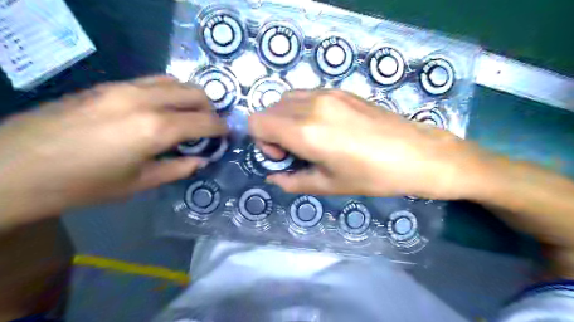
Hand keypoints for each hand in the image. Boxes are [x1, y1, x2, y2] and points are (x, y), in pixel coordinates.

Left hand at [0, 76, 227, 227]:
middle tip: (209, 127)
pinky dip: (169, 92)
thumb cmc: (84, 185)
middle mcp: (146, 100)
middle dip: (210, 109)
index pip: (205, 122)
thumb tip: (202, 159)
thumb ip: (178, 168)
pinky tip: (163, 108)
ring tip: (189, 116)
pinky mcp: (109, 85)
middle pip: (195, 93)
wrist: (14, 167)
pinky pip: (152, 81)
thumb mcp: (140, 183)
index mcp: (156, 129)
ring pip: (175, 81)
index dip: (221, 128)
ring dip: (190, 97)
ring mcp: (125, 87)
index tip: (227, 135)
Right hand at [249, 89, 484, 197]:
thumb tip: (273, 176)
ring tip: (308, 138)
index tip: (283, 156)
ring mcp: (327, 93)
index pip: (257, 122)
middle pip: (268, 109)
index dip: (262, 142)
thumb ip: (292, 181)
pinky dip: (301, 109)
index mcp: (305, 131)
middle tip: (295, 150)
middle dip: (272, 131)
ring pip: (285, 99)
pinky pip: (305, 94)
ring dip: (285, 119)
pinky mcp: (340, 90)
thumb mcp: (328, 185)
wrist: (416, 153)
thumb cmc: (372, 175)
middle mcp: (311, 105)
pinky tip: (324, 126)